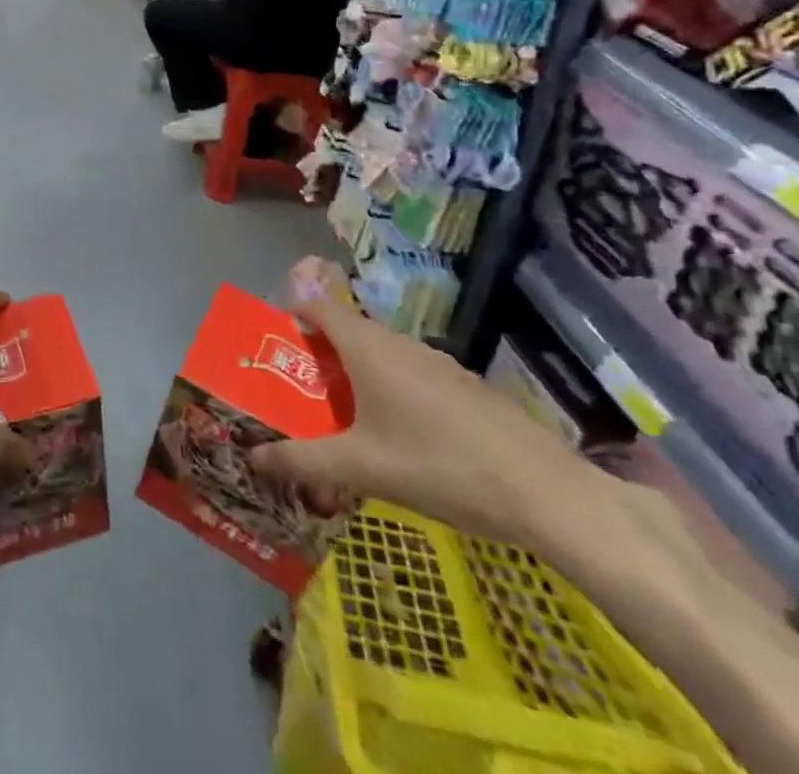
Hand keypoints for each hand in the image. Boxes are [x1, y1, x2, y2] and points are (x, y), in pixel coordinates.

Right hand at [249, 258, 601, 546]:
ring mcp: (435, 363)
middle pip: (346, 330)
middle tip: (296, 389)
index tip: (272, 341)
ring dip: (353, 373)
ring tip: (338, 414)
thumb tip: (253, 457)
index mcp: (368, 348)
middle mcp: (398, 343)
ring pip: (379, 353)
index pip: (318, 306)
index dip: (292, 313)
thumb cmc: (440, 466)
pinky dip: (387, 388)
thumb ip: (303, 460)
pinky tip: (395, 434)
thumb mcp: (362, 468)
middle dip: (317, 353)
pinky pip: (408, 373)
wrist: (545, 493)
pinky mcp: (462, 386)